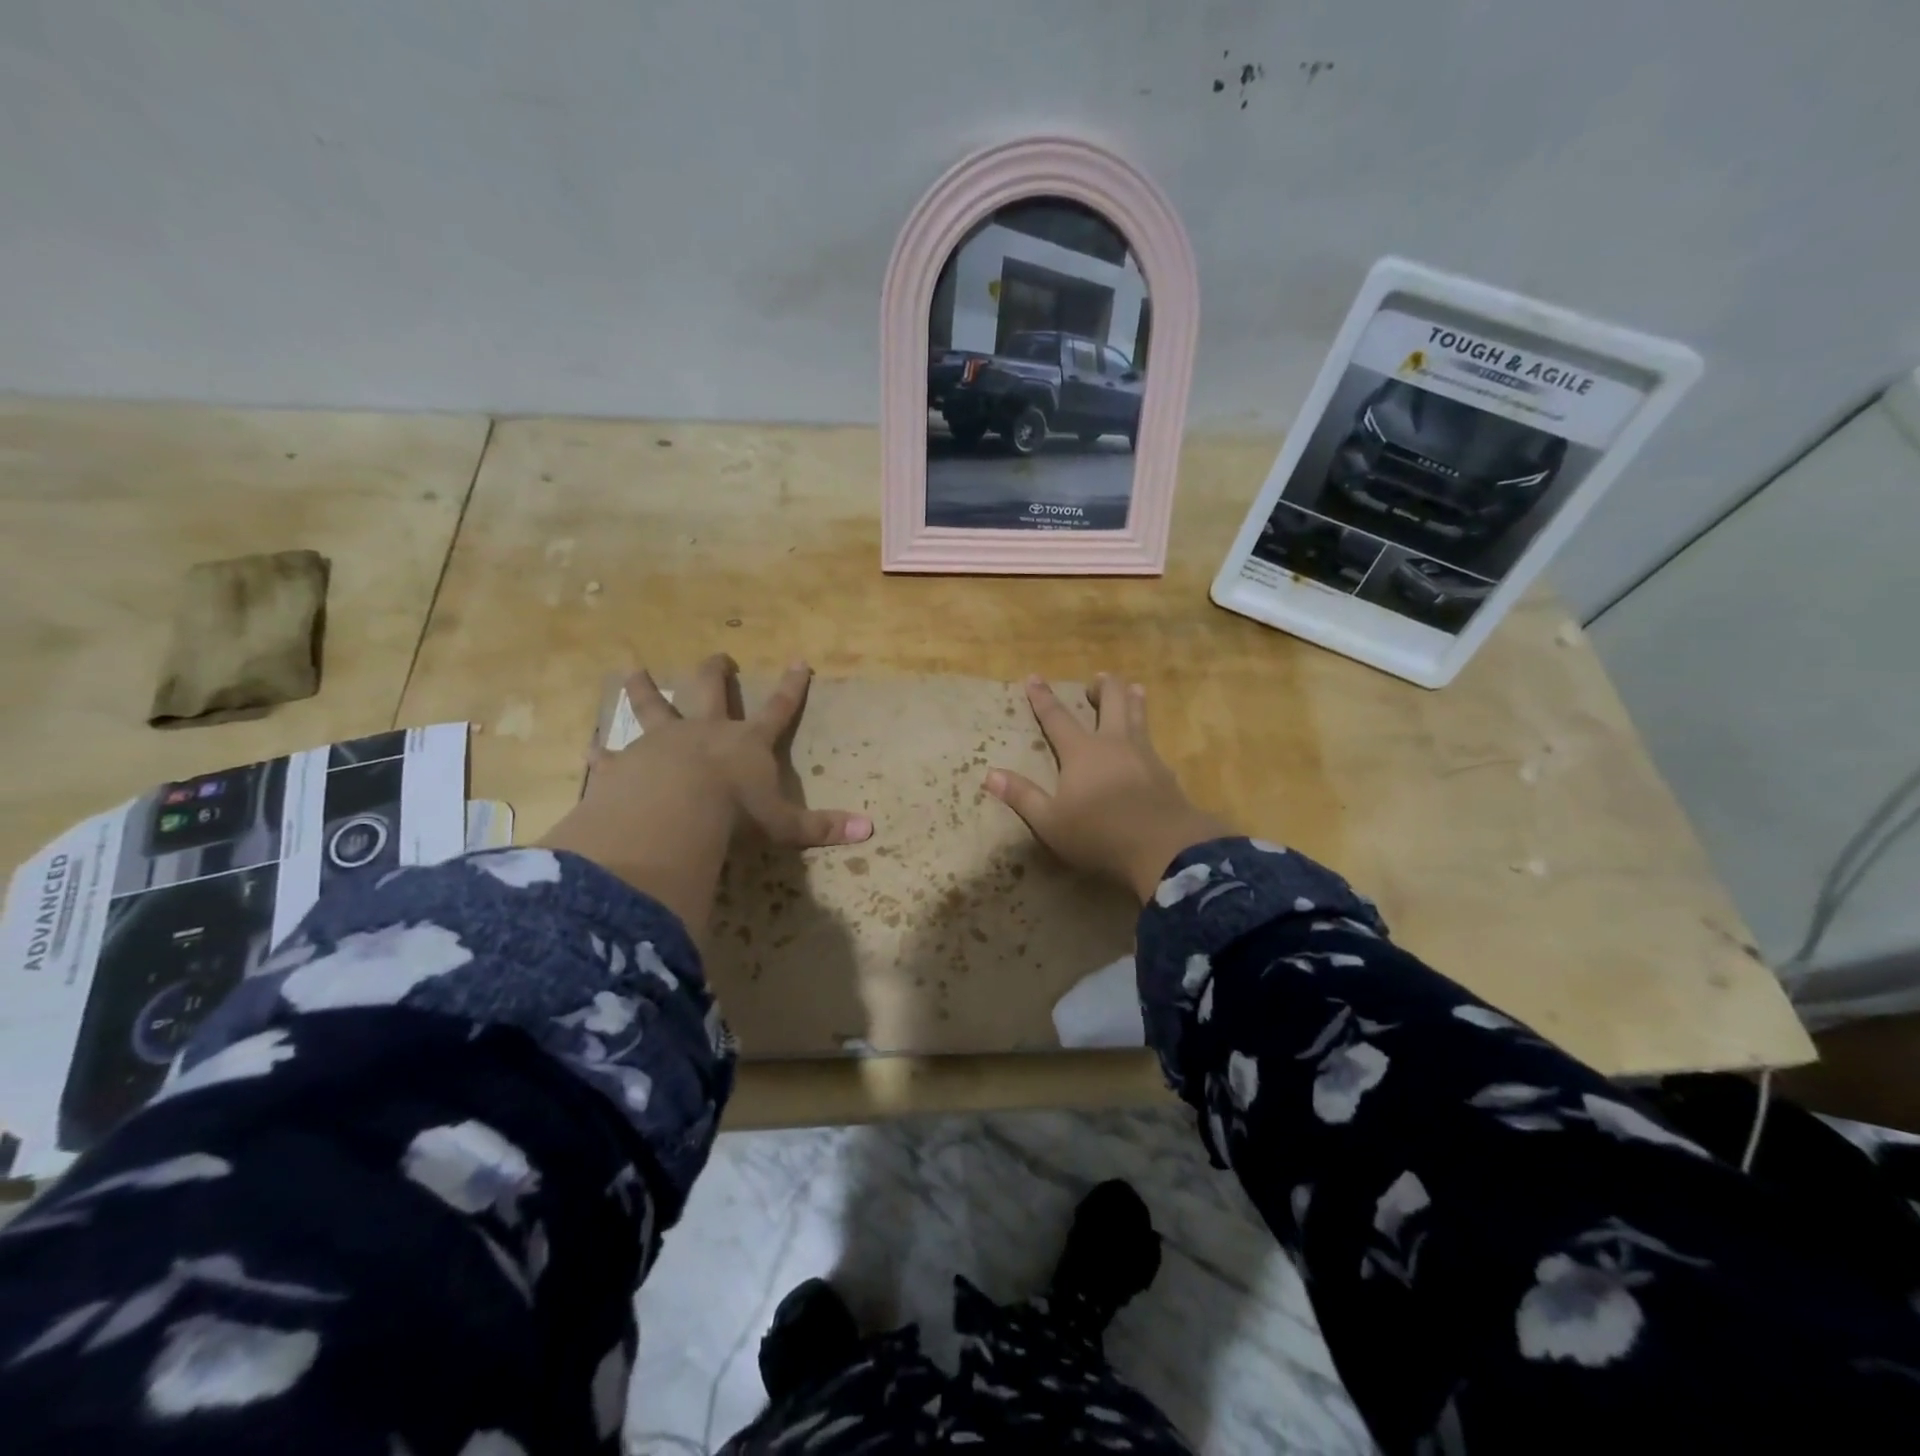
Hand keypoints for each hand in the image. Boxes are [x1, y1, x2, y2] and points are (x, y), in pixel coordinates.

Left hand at [598, 657, 872, 848]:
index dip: (791, 687)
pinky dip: (602, 754)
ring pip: (653, 705)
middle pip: (711, 690)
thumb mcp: (784, 825)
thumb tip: (871, 831)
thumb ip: (822, 827)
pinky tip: (589, 751)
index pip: (778, 709)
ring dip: (643, 687)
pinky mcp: (626, 763)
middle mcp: (706, 731)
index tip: (798, 660)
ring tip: (630, 668)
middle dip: (716, 671)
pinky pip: (612, 755)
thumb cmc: (736, 814)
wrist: (675, 811)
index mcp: (747, 743)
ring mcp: (663, 741)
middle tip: (718, 657)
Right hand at [985, 674, 1230, 903]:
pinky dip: (1148, 732)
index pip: (1057, 717)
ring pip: (1139, 714)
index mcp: (1081, 751)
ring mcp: (1144, 754)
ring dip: (1133, 698)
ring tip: (1133, 688)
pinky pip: (1153, 741)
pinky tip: (1150, 743)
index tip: (1034, 677)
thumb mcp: (1050, 822)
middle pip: (1111, 701)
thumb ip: (1022, 796)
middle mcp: (1113, 743)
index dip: (1043, 697)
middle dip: (1103, 686)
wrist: (1164, 846)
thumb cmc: (1099, 833)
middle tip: (1097, 680)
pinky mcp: (1165, 771)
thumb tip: (990, 774)